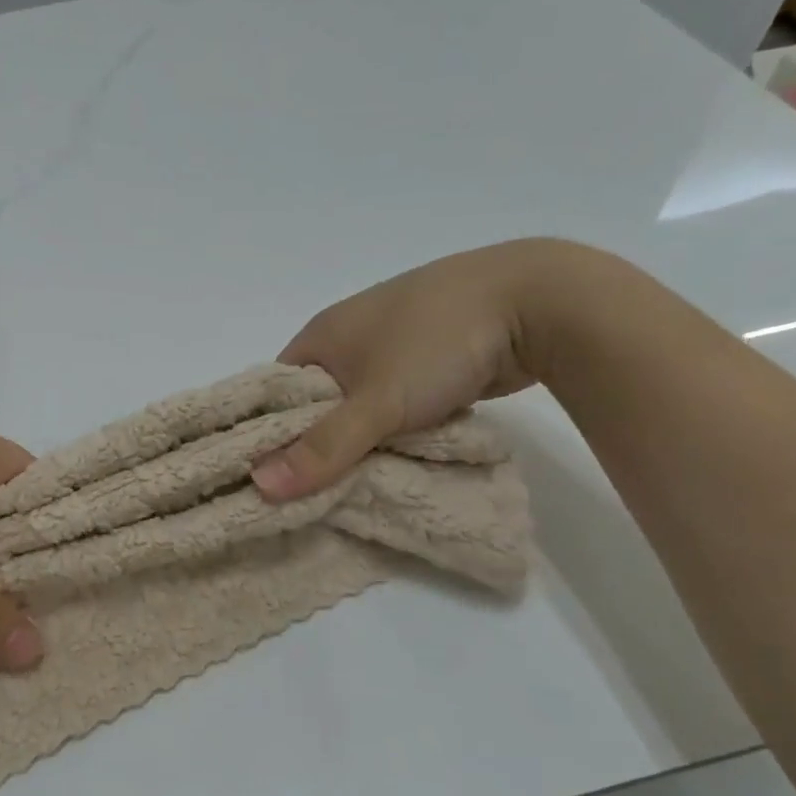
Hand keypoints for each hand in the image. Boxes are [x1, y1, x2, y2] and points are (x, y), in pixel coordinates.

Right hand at [252, 239, 582, 500]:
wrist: (536, 302)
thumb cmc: (436, 343)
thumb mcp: (375, 402)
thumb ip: (323, 448)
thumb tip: (260, 488)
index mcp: (321, 334)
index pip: (275, 393)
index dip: (268, 434)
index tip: (269, 480)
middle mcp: (348, 336)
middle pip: (317, 403)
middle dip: (318, 445)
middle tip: (312, 494)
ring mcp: (391, 345)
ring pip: (359, 406)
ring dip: (360, 441)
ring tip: (354, 485)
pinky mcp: (427, 358)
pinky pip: (394, 404)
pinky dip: (394, 429)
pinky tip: (397, 457)